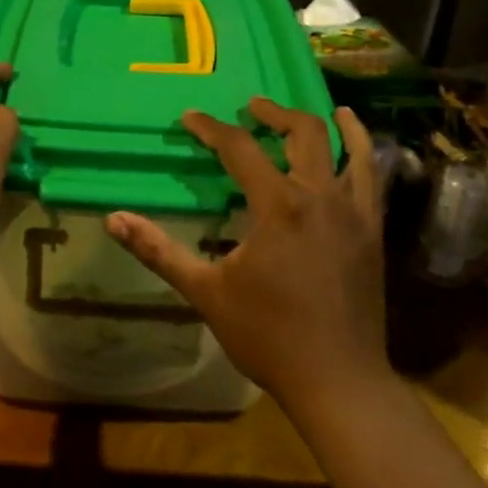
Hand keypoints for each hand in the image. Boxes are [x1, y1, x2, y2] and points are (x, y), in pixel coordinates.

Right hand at [106, 100, 386, 412]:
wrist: (338, 379)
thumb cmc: (267, 336)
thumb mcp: (206, 292)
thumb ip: (159, 251)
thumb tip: (114, 220)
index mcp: (277, 207)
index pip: (240, 149)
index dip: (211, 129)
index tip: (190, 118)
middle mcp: (319, 196)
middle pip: (300, 133)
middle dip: (272, 113)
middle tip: (250, 108)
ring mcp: (354, 212)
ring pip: (346, 147)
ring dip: (323, 123)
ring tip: (312, 109)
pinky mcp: (373, 231)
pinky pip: (372, 177)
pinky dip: (364, 148)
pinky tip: (356, 138)